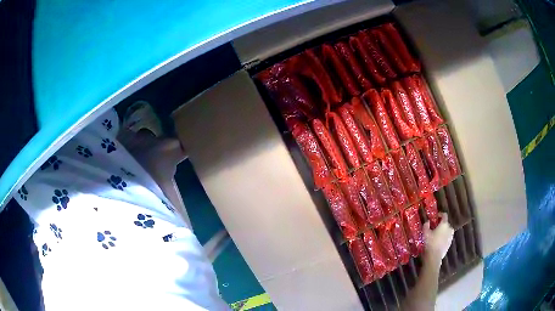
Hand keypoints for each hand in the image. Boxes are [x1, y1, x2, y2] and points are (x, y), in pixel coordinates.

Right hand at [423, 213, 453, 267]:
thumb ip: (426, 225)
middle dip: (441, 224)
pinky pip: (447, 237)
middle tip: (435, 227)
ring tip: (437, 235)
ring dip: (443, 231)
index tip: (436, 217)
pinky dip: (444, 237)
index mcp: (444, 224)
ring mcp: (451, 236)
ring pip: (447, 231)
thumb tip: (428, 221)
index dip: (440, 214)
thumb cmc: (430, 243)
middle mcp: (449, 228)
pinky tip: (439, 241)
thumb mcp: (425, 233)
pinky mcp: (450, 243)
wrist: (434, 256)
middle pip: (446, 223)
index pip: (444, 215)